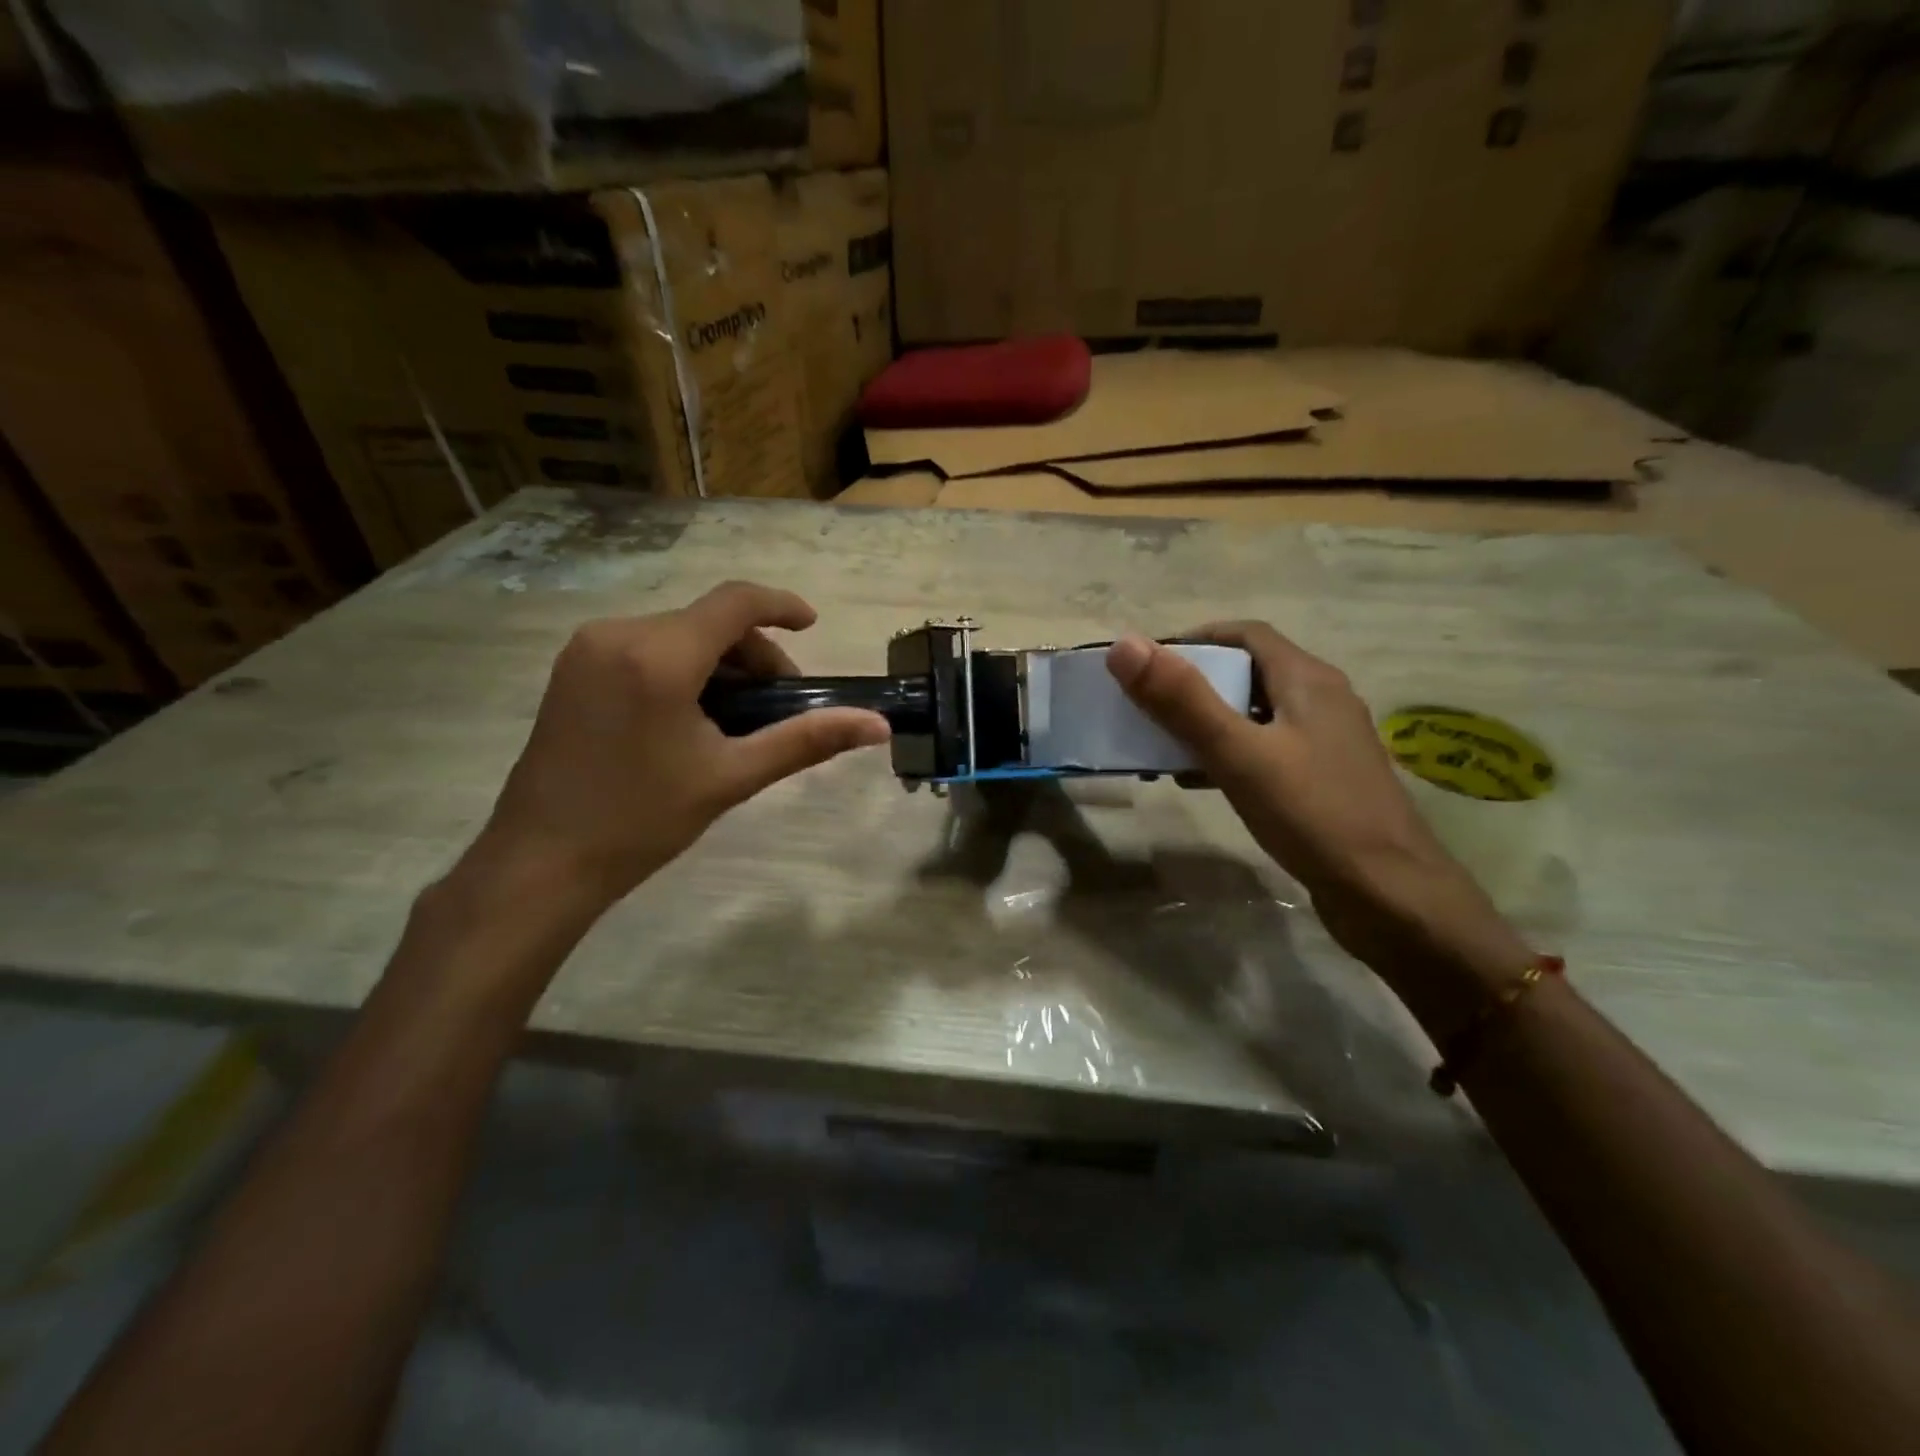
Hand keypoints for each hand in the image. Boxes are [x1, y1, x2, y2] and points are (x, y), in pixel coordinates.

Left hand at [472, 581, 889, 910]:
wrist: (541, 861)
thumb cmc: (641, 820)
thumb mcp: (732, 777)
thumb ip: (807, 741)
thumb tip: (878, 726)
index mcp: (658, 656)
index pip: (735, 602)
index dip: (781, 605)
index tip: (813, 626)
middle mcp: (619, 633)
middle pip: (709, 621)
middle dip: (753, 654)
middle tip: (776, 707)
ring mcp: (588, 648)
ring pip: (679, 633)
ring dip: (720, 663)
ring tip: (736, 718)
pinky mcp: (573, 667)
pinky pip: (647, 647)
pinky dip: (684, 667)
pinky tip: (692, 716)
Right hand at [1107, 625, 1531, 1016]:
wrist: (1391, 896)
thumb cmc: (1314, 815)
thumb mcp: (1239, 754)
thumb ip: (1182, 700)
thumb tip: (1125, 644)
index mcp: (1308, 680)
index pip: (1246, 634)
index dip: (1194, 639)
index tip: (1146, 665)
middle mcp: (1322, 700)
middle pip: (1248, 672)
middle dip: (1193, 684)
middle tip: (1146, 708)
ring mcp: (1326, 743)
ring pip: (1254, 714)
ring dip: (1206, 722)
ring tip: (1162, 747)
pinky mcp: (1323, 780)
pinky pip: (1265, 749)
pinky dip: (1228, 753)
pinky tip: (1202, 780)